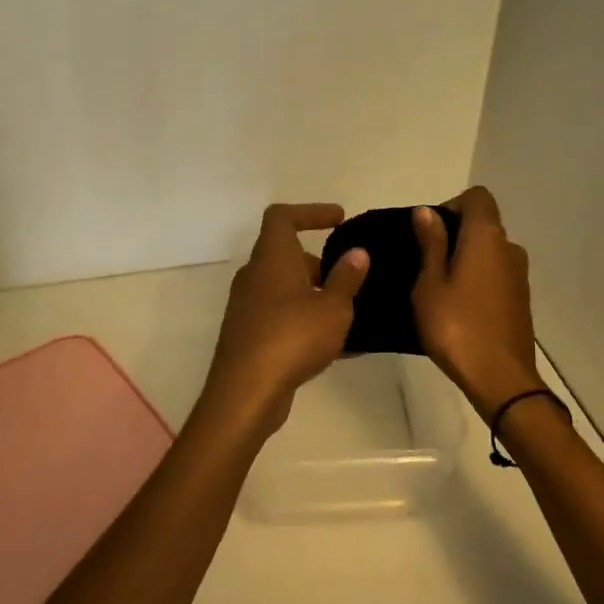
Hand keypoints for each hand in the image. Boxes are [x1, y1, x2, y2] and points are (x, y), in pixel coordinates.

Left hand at [195, 203, 368, 442]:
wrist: (246, 392)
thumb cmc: (293, 337)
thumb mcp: (334, 307)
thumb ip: (347, 278)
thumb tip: (357, 252)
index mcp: (271, 258)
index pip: (282, 217)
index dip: (310, 212)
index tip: (339, 219)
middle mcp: (255, 276)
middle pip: (285, 255)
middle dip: (319, 264)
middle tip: (350, 278)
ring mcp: (248, 307)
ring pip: (285, 289)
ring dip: (315, 295)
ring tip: (351, 313)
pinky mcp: (249, 335)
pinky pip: (283, 318)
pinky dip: (307, 322)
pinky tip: (340, 347)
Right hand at [412, 187, 541, 416]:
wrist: (500, 378)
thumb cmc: (456, 326)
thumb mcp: (430, 284)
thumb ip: (431, 244)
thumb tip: (427, 212)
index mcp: (486, 237)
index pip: (477, 197)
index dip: (452, 205)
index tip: (430, 232)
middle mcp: (509, 248)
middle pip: (484, 223)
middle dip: (455, 233)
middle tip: (425, 262)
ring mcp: (519, 274)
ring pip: (490, 251)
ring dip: (467, 258)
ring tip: (439, 286)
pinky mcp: (520, 299)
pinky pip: (496, 273)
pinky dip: (478, 278)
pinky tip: (458, 305)